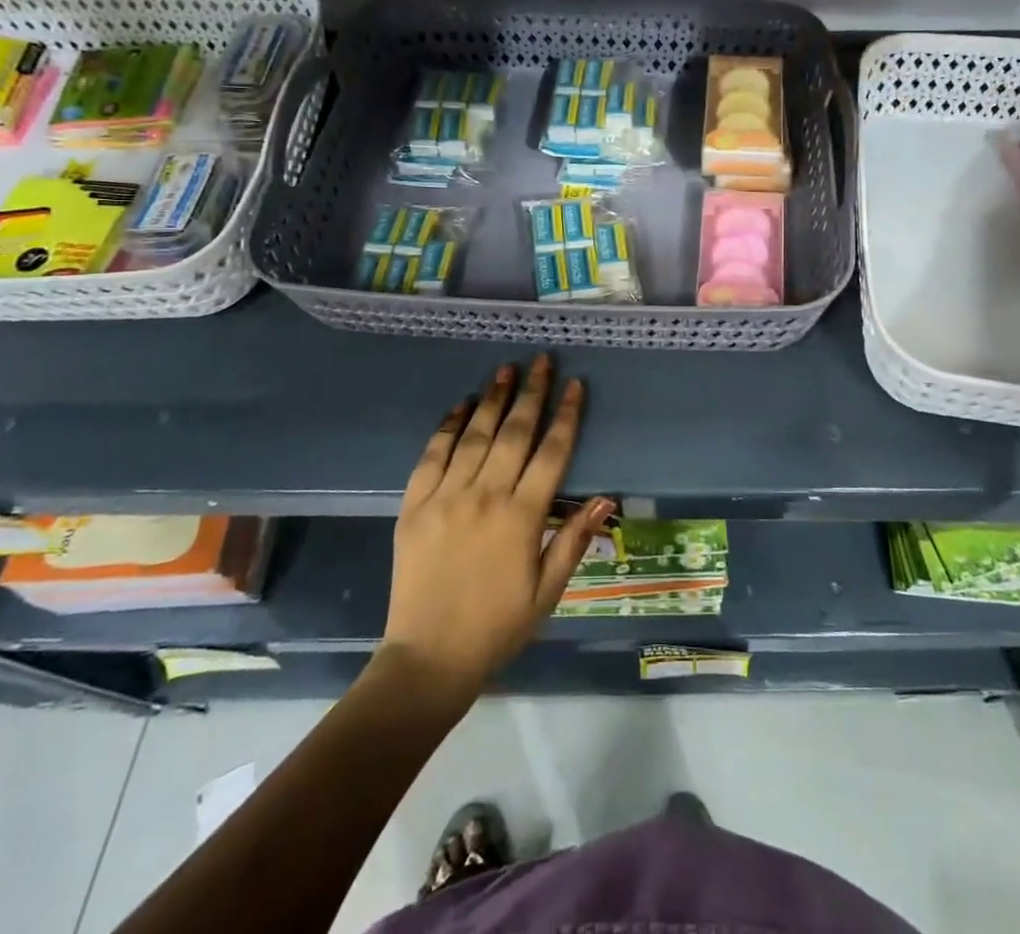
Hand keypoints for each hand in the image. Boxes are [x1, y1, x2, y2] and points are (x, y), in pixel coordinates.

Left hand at [382, 354, 609, 701]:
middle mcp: (485, 495)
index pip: (552, 452)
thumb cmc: (498, 626)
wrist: (429, 657)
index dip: (566, 415)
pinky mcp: (414, 505)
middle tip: (541, 360)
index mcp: (522, 516)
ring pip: (475, 434)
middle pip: (515, 432)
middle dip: (532, 392)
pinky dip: (448, 426)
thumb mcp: (548, 591)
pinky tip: (461, 405)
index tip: (574, 385)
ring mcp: (446, 496)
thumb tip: (605, 498)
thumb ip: (574, 539)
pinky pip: (432, 455)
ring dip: (494, 399)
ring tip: (506, 370)